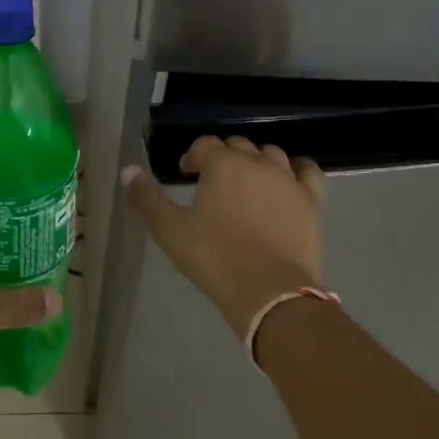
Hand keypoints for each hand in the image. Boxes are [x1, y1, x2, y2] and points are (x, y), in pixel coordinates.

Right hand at [121, 137, 323, 337]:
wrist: (271, 293)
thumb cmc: (215, 259)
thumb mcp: (170, 231)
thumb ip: (146, 198)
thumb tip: (127, 170)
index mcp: (222, 164)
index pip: (204, 145)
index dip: (192, 156)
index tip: (186, 174)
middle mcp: (256, 162)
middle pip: (237, 146)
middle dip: (223, 158)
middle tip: (212, 183)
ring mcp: (287, 179)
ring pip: (271, 154)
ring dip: (255, 161)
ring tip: (246, 183)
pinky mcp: (310, 200)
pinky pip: (307, 171)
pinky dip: (296, 170)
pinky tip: (288, 180)